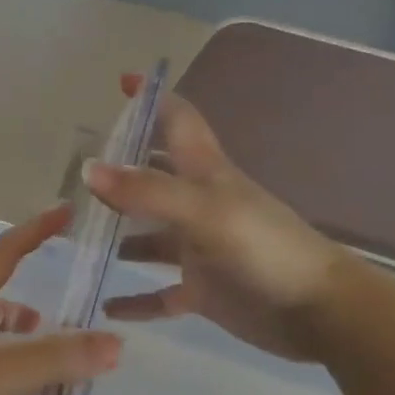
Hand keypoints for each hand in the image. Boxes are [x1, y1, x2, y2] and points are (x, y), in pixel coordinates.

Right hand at [82, 75, 354, 361]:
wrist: (320, 312)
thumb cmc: (265, 249)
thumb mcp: (204, 211)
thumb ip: (146, 190)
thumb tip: (87, 168)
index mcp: (206, 175)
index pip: (178, 122)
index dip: (154, 100)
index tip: (123, 83)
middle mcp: (199, 205)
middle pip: (153, 179)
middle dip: (119, 172)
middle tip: (73, 173)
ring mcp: (199, 249)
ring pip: (149, 238)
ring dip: (117, 236)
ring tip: (77, 236)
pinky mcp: (202, 290)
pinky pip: (159, 293)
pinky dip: (134, 300)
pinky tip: (105, 305)